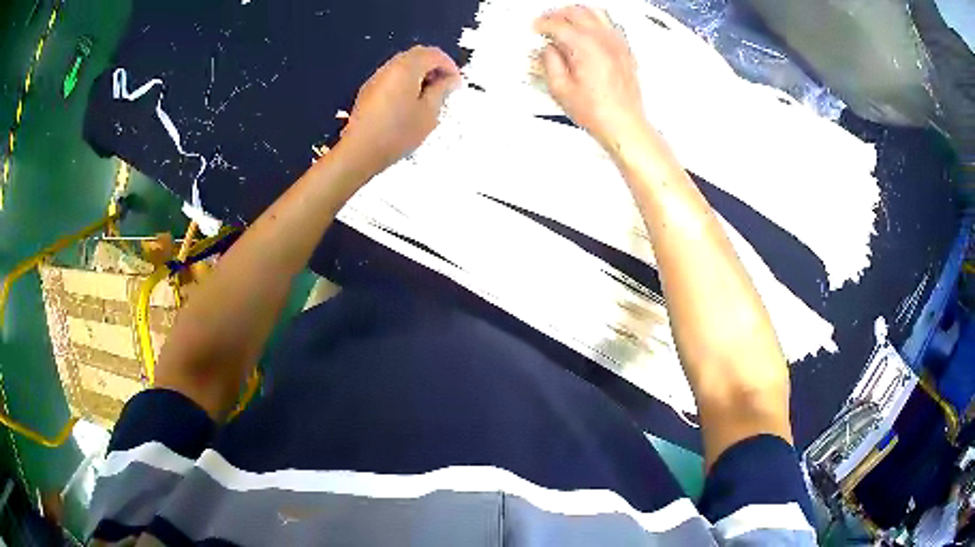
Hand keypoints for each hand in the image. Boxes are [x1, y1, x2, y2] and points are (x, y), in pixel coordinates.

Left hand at [339, 46, 460, 175]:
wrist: (359, 152)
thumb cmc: (398, 132)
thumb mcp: (428, 113)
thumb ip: (442, 91)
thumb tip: (450, 79)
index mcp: (407, 68)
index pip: (434, 54)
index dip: (450, 66)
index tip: (457, 84)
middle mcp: (390, 67)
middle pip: (417, 55)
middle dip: (435, 67)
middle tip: (445, 88)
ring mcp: (376, 79)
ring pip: (404, 66)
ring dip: (420, 74)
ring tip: (429, 97)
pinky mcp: (368, 92)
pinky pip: (393, 77)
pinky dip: (406, 82)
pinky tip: (410, 103)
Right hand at [534, 6, 647, 154]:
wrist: (623, 124)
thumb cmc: (598, 112)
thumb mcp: (560, 89)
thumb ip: (549, 62)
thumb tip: (548, 49)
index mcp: (584, 46)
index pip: (557, 24)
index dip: (542, 24)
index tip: (536, 28)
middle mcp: (603, 41)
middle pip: (576, 12)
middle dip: (557, 14)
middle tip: (547, 21)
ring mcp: (617, 44)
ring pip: (595, 13)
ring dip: (577, 13)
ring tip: (566, 20)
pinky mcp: (625, 51)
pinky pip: (610, 24)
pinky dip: (595, 21)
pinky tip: (589, 29)